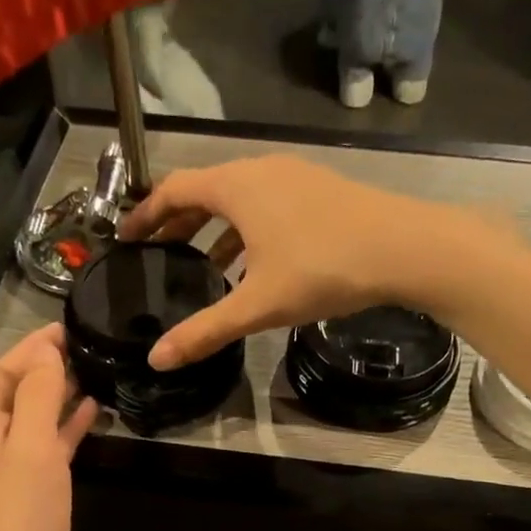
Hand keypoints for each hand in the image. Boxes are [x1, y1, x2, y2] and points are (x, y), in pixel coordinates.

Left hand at [0, 326, 97, 530]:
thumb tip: (44, 351)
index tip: (68, 328)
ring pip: (35, 431)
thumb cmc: (19, 529)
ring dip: (59, 404)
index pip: (0, 377)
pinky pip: (50, 462)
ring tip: (96, 381)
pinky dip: (68, 440)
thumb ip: (36, 400)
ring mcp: (11, 487)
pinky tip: (92, 429)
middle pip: (13, 401)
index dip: (29, 349)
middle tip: (87, 351)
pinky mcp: (33, 513)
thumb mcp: (30, 453)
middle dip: (44, 372)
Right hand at [119, 155, 478, 369]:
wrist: (403, 247)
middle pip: (205, 191)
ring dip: (216, 229)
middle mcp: (261, 171)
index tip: (127, 237)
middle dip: (179, 222)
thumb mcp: (257, 305)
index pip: (174, 190)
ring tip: (204, 266)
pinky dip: (248, 231)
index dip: (146, 214)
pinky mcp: (320, 190)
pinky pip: (268, 205)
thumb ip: (206, 330)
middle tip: (161, 253)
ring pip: (240, 199)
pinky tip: (256, 265)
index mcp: (236, 188)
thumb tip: (157, 359)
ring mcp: (294, 177)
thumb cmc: (322, 269)